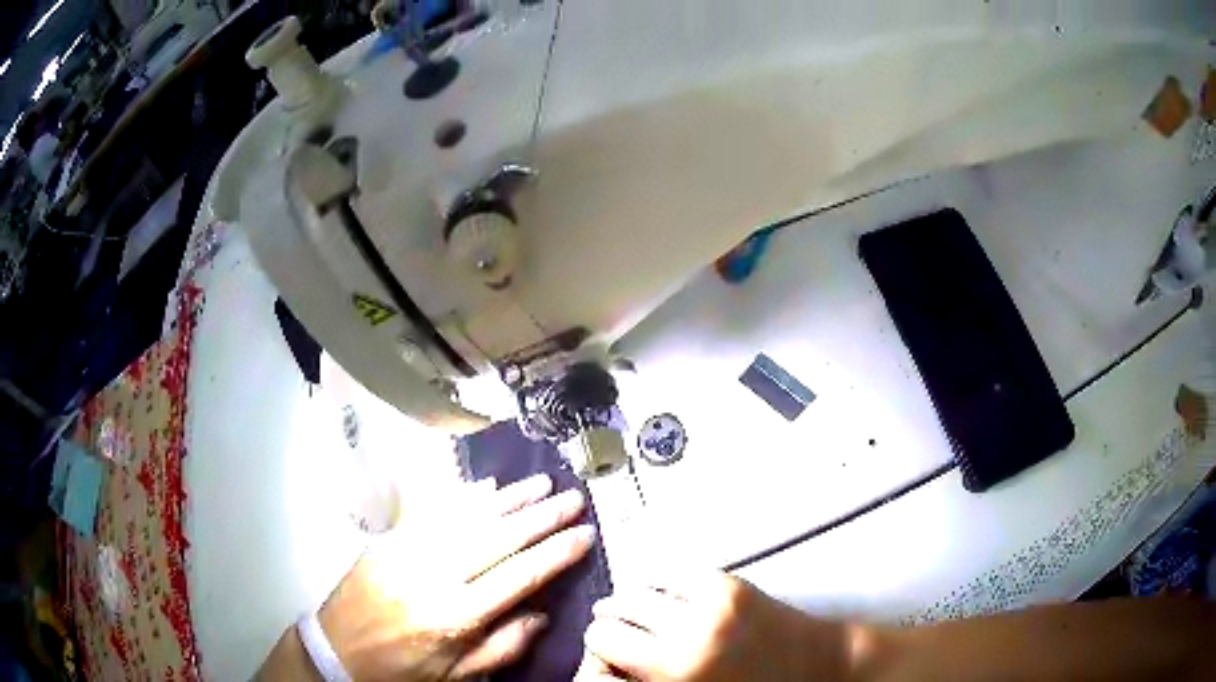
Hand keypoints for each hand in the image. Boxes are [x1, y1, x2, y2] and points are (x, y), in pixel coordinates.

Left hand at [318, 474, 594, 680]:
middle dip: (540, 516)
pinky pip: (429, 513)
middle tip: (572, 498)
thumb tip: (540, 615)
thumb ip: (501, 648)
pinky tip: (486, 487)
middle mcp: (432, 577)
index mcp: (454, 616)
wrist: (335, 653)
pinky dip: (462, 497)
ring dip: (507, 499)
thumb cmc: (400, 672)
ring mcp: (406, 553)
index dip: (556, 553)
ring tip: (540, 484)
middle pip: (496, 538)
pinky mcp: (388, 542)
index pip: (518, 576)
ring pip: (466, 517)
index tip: (585, 534)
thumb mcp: (455, 678)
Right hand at [579, 571, 848, 681]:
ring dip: (633, 599)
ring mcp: (712, 603)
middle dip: (612, 621)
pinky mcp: (732, 583)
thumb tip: (612, 663)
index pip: (602, 640)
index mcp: (675, 671)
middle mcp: (689, 633)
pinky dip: (662, 582)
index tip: (606, 651)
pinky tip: (667, 595)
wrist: (818, 666)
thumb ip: (646, 679)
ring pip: (641, 585)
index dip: (599, 646)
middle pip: (616, 609)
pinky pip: (675, 571)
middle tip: (620, 632)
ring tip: (640, 612)